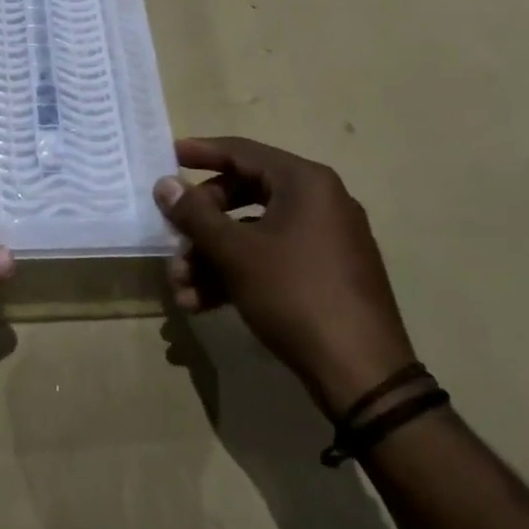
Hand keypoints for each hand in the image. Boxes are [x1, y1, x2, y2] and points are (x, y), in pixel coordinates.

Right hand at [157, 136, 416, 417]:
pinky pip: (271, 259)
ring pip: (253, 233)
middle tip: (172, 237)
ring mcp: (324, 240)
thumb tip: (165, 184)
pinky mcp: (324, 275)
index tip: (167, 155)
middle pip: (243, 194)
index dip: (200, 152)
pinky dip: (237, 274)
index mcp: (305, 183)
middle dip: (201, 222)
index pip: (242, 152)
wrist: (363, 376)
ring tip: (180, 287)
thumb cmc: (296, 294)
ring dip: (211, 256)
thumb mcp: (236, 253)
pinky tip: (201, 303)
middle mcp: (318, 202)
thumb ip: (195, 214)